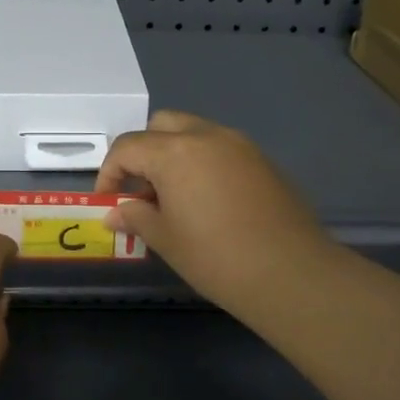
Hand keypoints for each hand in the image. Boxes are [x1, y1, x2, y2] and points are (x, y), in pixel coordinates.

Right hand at [94, 111, 334, 314]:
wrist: (291, 273)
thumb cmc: (216, 257)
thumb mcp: (166, 239)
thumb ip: (136, 217)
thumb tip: (115, 213)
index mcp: (175, 152)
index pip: (127, 148)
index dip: (109, 173)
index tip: (109, 202)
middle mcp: (206, 136)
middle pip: (161, 126)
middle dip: (143, 152)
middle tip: (141, 190)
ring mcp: (239, 144)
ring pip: (193, 132)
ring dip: (174, 154)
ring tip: (174, 197)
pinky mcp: (262, 160)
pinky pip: (221, 148)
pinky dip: (203, 162)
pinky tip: (208, 201)